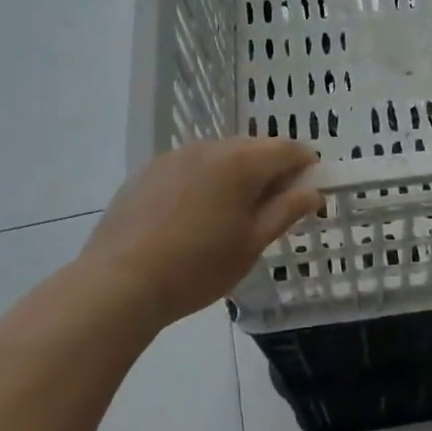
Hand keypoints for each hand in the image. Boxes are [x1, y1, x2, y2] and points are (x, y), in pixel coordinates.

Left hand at [78, 137, 322, 330]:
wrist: (118, 283)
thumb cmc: (197, 267)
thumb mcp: (251, 244)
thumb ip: (285, 211)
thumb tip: (313, 191)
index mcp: (241, 162)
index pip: (287, 149)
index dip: (304, 166)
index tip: (307, 191)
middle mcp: (209, 147)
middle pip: (253, 148)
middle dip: (269, 170)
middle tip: (270, 209)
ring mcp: (174, 156)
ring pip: (219, 156)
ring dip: (235, 175)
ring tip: (229, 215)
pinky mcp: (147, 171)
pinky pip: (189, 167)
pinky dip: (203, 181)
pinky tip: (192, 216)